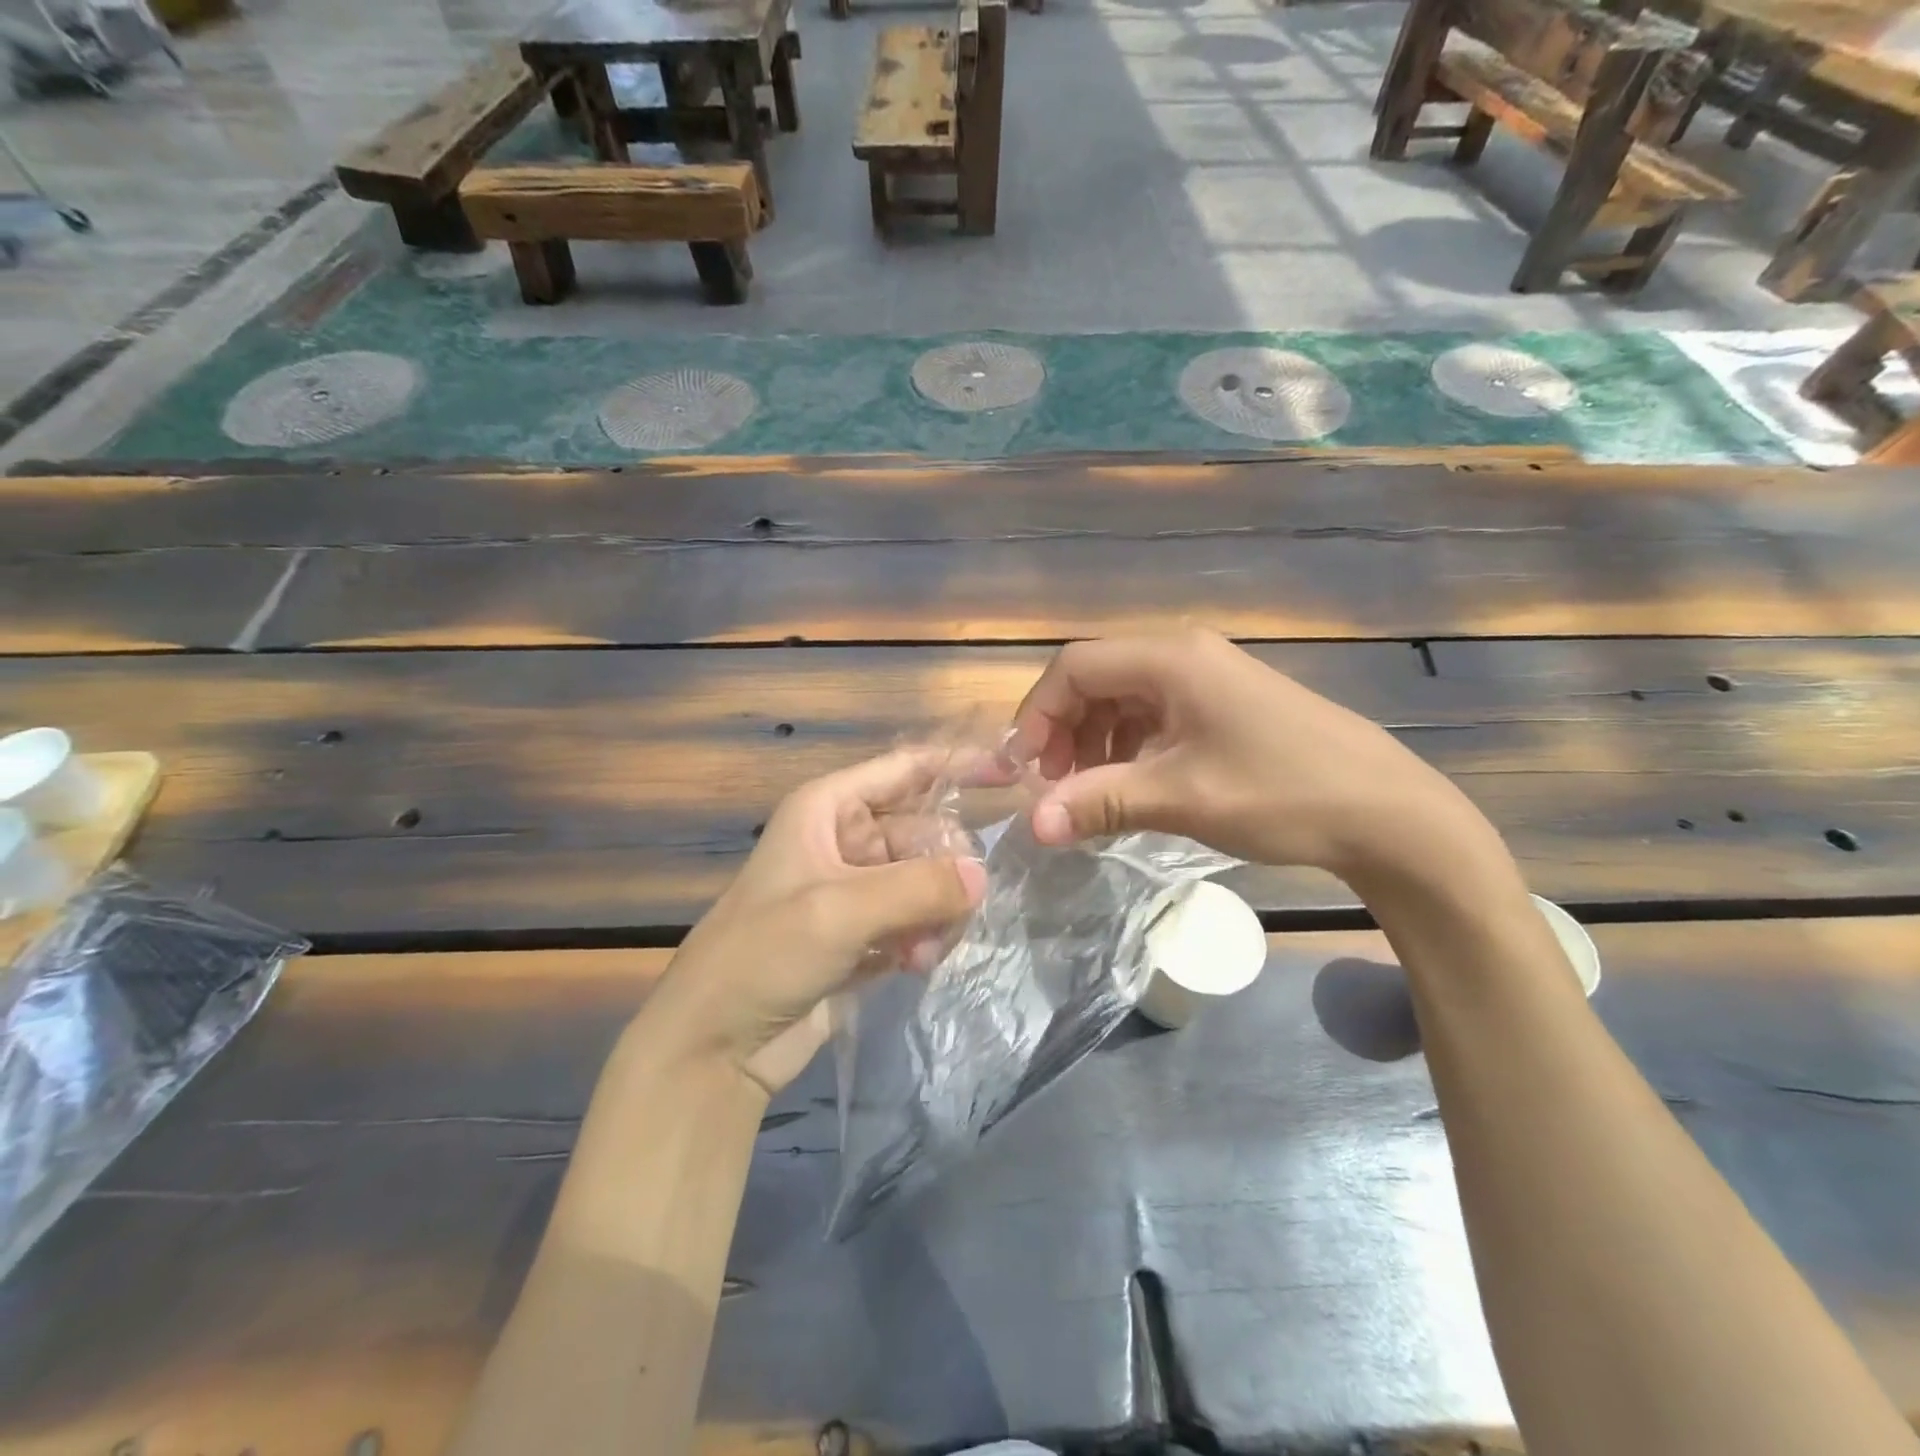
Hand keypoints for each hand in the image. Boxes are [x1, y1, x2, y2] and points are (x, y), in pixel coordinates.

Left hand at [644, 748, 987, 1097]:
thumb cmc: (765, 954)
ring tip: (925, 949)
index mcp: (828, 808)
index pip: (906, 768)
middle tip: (956, 907)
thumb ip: (918, 887)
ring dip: (935, 912)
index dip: (958, 765)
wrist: (715, 1044)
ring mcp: (854, 889)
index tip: (1013, 772)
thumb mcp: (840, 910)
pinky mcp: (861, 935)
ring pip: (925, 880)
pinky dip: (922, 938)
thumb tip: (982, 877)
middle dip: (946, 868)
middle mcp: (844, 839)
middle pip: (924, 831)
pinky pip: (915, 919)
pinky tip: (914, 965)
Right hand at [1008, 629, 1495, 883]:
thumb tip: (1032, 825)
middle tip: (1053, 786)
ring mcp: (1207, 678)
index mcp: (1170, 659)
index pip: (1074, 667)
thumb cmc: (1280, 793)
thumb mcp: (1180, 798)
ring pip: (1122, 698)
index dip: (1037, 715)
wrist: (1387, 812)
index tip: (1023, 769)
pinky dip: (1128, 746)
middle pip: (1096, 679)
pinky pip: (1154, 714)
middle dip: (1063, 730)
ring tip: (1089, 791)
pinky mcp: (1223, 704)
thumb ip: (1099, 802)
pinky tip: (1132, 784)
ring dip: (1093, 741)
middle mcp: (1184, 655)